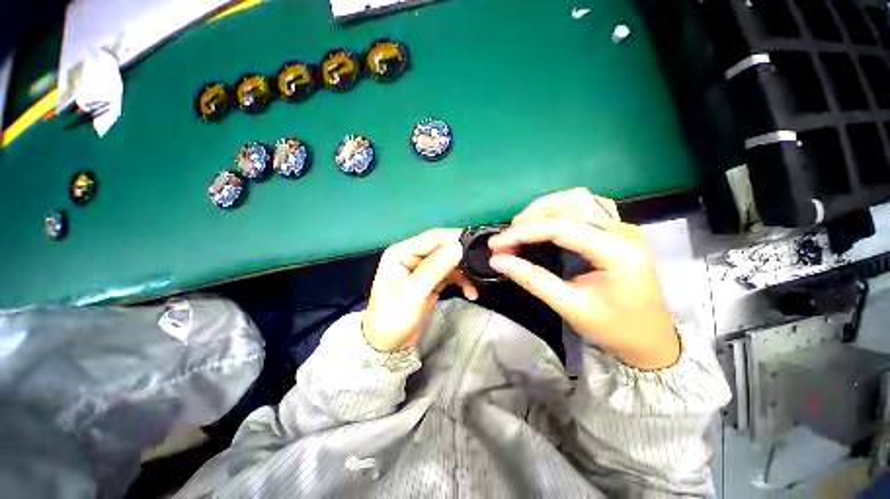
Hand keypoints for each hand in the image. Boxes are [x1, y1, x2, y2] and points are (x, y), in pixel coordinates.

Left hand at [363, 229, 478, 352]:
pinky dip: (461, 281)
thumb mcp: (413, 293)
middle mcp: (412, 255)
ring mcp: (422, 267)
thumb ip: (434, 269)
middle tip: (481, 262)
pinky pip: (450, 274)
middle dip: (461, 255)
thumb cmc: (393, 318)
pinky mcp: (431, 279)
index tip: (476, 243)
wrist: (389, 344)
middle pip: (442, 247)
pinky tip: (470, 292)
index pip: (431, 237)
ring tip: (475, 283)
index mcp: (401, 252)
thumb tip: (457, 246)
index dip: (454, 238)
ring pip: (448, 260)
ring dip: (463, 271)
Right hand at [488, 188, 679, 369]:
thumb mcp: (570, 307)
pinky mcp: (618, 230)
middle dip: (530, 219)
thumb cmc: (614, 329)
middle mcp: (623, 230)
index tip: (496, 244)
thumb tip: (498, 261)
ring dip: (544, 208)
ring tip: (520, 225)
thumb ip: (532, 280)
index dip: (523, 233)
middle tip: (505, 238)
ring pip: (577, 200)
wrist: (651, 341)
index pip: (561, 228)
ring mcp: (623, 227)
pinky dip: (560, 208)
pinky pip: (587, 205)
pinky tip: (546, 218)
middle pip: (568, 207)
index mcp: (617, 252)